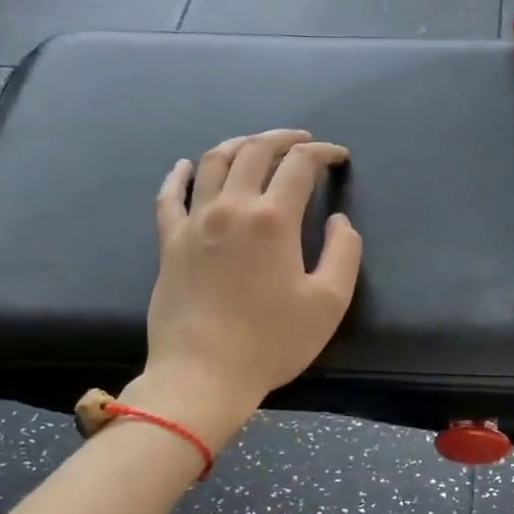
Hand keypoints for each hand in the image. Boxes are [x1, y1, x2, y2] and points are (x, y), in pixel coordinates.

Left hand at [129, 129, 361, 442]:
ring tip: (256, 144)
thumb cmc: (272, 342)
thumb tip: (340, 221)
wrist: (204, 375)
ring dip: (239, 144)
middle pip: (255, 151)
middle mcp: (231, 208)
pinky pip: (169, 196)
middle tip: (303, 141)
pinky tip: (185, 166)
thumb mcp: (329, 302)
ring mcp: (194, 222)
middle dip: (283, 138)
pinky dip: (179, 175)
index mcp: (273, 219)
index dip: (323, 153)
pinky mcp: (169, 242)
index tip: (338, 157)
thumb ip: (344, 253)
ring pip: (213, 163)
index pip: (300, 165)